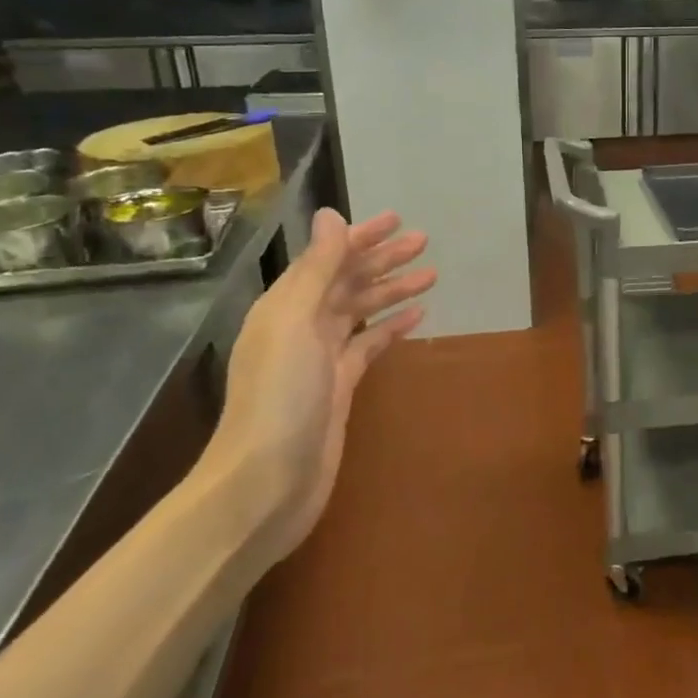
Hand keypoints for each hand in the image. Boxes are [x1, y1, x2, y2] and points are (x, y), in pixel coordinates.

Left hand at [206, 207, 435, 559]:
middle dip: (383, 260)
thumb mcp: (296, 323)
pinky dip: (391, 327)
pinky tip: (417, 316)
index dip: (361, 238)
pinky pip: (369, 345)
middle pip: (347, 281)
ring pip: (361, 311)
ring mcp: (321, 358)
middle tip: (424, 242)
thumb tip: (330, 215)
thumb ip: (316, 269)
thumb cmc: (280, 396)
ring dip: (392, 290)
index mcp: (284, 306)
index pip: (327, 259)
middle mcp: (301, 326)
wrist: (266, 482)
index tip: (398, 221)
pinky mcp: (340, 387)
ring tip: (431, 275)